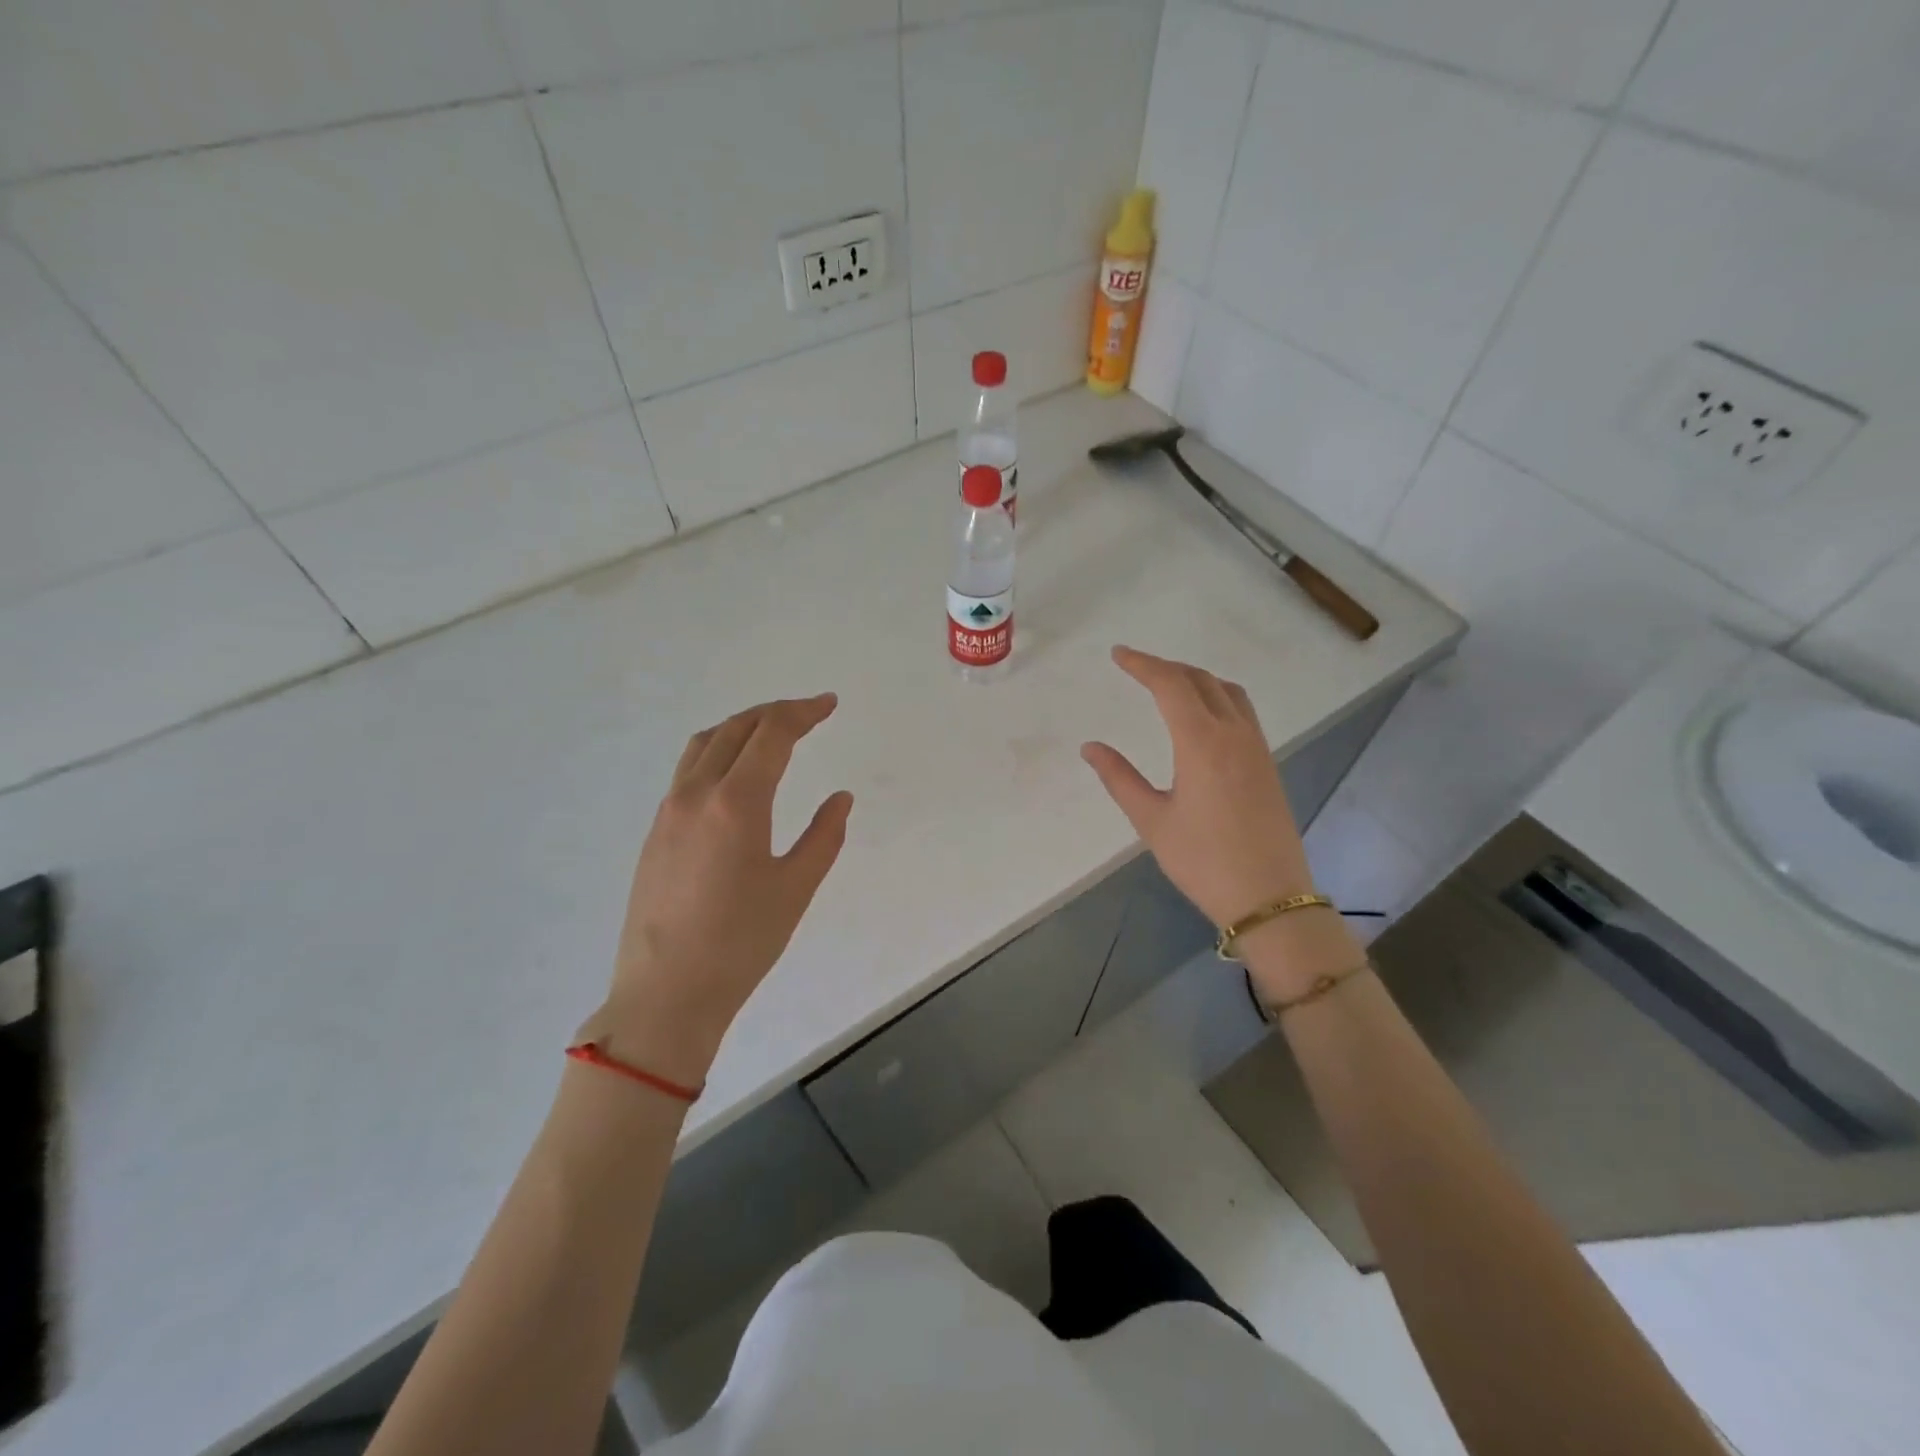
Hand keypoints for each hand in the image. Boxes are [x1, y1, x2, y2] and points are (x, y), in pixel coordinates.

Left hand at [588, 695, 853, 1086]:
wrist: (665, 994)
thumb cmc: (741, 943)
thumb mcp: (796, 889)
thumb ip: (824, 836)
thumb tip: (840, 798)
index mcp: (736, 803)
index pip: (771, 734)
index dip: (803, 712)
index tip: (829, 704)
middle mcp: (696, 794)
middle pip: (735, 728)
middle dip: (774, 712)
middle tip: (808, 713)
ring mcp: (668, 811)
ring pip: (703, 744)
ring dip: (740, 726)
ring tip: (770, 732)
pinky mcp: (655, 832)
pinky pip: (687, 770)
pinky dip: (717, 751)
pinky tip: (734, 775)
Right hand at [1081, 647, 1354, 999]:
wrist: (1270, 898)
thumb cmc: (1203, 861)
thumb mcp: (1151, 821)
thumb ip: (1119, 778)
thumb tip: (1090, 747)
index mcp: (1202, 742)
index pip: (1171, 685)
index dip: (1142, 664)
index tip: (1118, 655)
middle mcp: (1234, 734)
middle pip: (1200, 680)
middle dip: (1166, 667)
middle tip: (1135, 667)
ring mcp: (1257, 747)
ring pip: (1227, 691)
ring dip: (1196, 678)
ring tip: (1168, 683)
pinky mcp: (1267, 763)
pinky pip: (1242, 710)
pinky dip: (1217, 695)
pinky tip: (1202, 715)